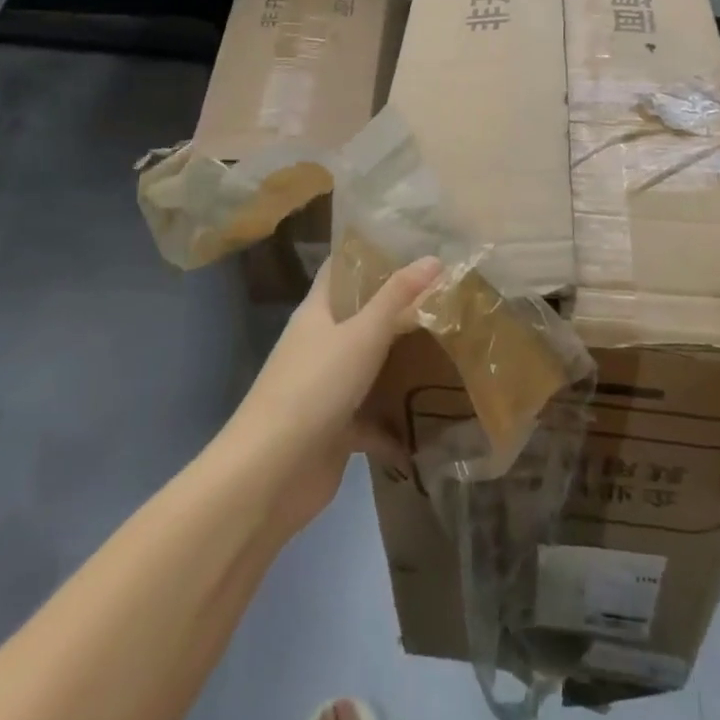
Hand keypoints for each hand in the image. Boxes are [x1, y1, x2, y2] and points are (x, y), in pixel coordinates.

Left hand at [224, 254, 442, 536]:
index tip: (410, 243)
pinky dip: (396, 422)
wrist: (270, 475)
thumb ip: (398, 298)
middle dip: (398, 309)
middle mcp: (319, 345)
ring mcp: (326, 389)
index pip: (339, 270)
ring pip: (369, 367)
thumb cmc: (314, 388)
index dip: (368, 253)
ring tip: (449, 348)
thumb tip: (433, 258)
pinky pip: (372, 418)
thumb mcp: (362, 334)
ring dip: (400, 363)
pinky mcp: (335, 430)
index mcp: (316, 313)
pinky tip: (432, 420)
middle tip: (446, 295)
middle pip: (359, 317)